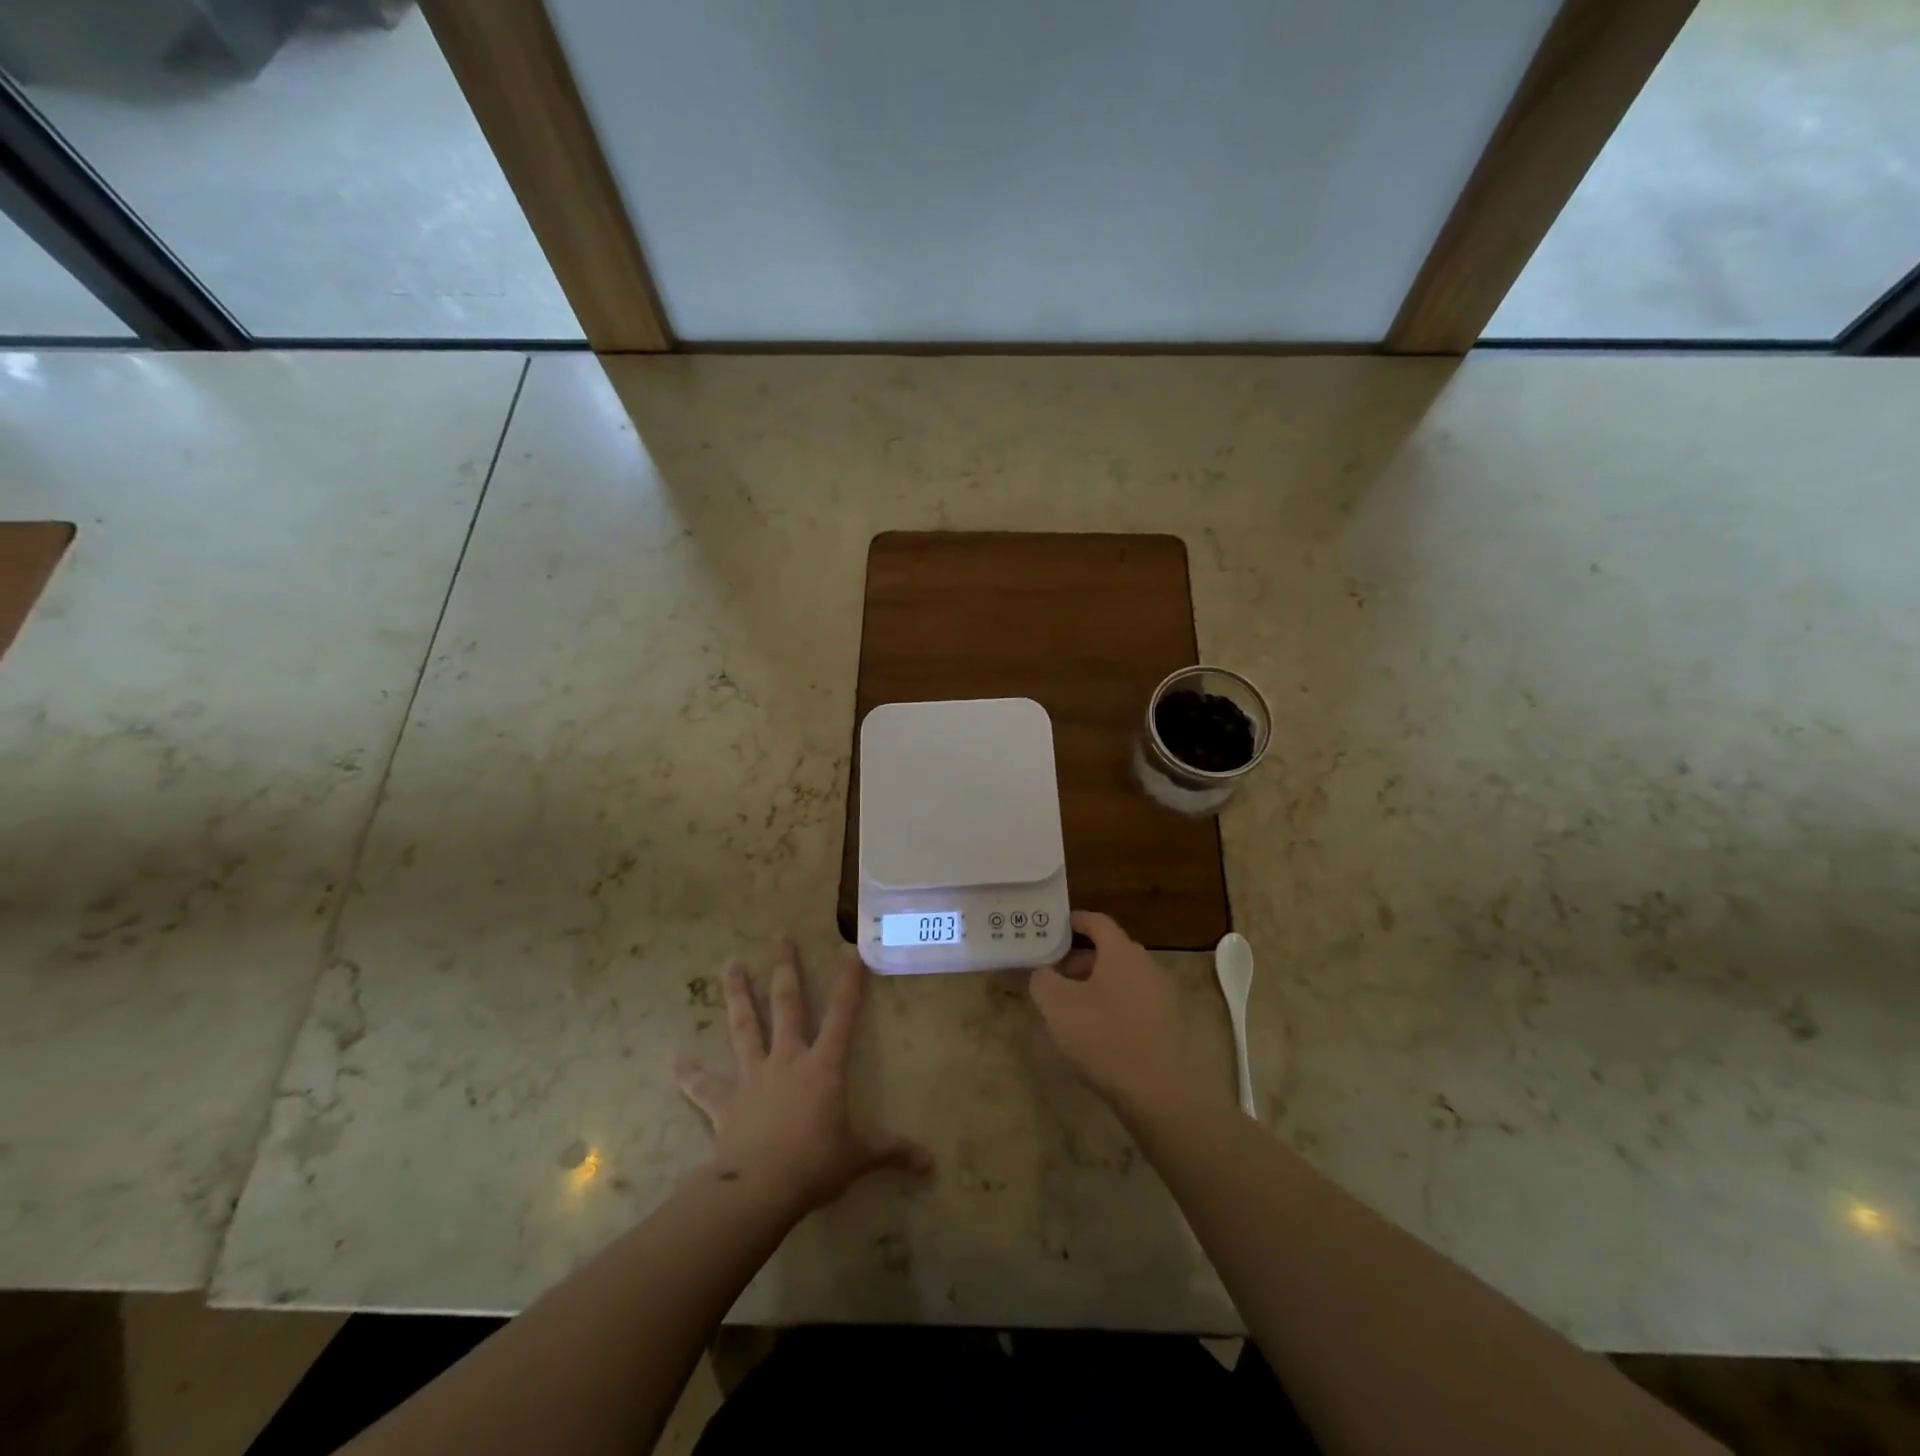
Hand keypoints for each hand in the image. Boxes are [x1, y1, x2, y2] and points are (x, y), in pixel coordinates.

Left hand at [675, 938, 931, 1217]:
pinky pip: (704, 1086)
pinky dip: (689, 1074)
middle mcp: (787, 1059)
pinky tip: (674, 1061)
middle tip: (779, 936)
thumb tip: (930, 1163)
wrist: (760, 1190)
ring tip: (730, 964)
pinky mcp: (725, 1102)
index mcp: (823, 1066)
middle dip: (785, 968)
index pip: (842, 1014)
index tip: (850, 950)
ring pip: (744, 1027)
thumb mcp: (859, 1157)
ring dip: (737, 995)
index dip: (849, 981)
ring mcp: (752, 1076)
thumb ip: (892, 1152)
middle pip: (786, 1004)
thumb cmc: (815, 1165)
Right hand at [1029, 911, 1223, 1121]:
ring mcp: (1161, 994)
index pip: (1098, 922)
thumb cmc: (1103, 1037)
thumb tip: (1044, 974)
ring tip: (1070, 1007)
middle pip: (1109, 951)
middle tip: (1054, 976)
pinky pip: (1133, 1001)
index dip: (1076, 921)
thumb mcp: (1057, 1006)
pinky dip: (1112, 1004)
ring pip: (1121, 977)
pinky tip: (1095, 1030)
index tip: (1056, 926)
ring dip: (1094, 984)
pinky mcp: (1167, 1022)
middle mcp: (1146, 965)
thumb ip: (1043, 980)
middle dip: (1079, 960)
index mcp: (1121, 952)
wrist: (1157, 1091)